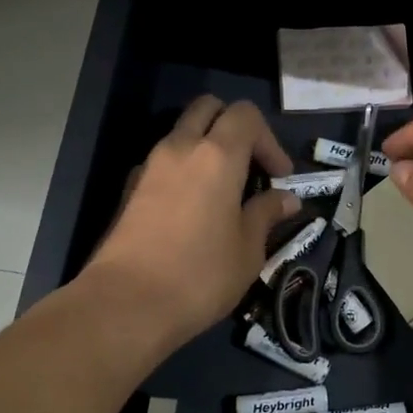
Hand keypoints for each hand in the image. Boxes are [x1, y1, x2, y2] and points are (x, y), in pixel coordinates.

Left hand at [83, 96, 298, 352]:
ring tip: (226, 191)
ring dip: (208, 147)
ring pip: (183, 132)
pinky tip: (194, 209)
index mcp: (217, 155)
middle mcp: (180, 148)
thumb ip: (266, 214)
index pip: (246, 115)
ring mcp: (149, 166)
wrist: (126, 303)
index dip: (269, 140)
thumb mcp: (248, 250)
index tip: (280, 177)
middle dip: (235, 127)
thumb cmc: (200, 275)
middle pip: (209, 108)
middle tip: (251, 166)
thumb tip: (286, 199)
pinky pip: (164, 161)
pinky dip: (184, 169)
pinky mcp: (130, 189)